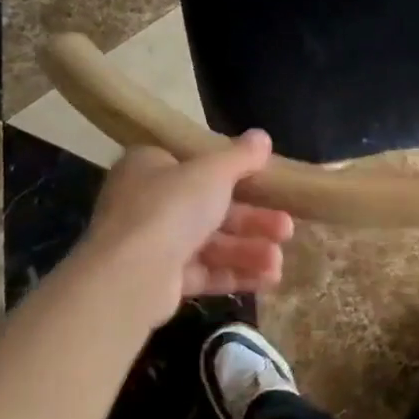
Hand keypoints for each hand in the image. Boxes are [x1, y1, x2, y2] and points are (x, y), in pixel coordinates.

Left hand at [67, 130, 293, 328]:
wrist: (130, 275)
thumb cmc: (171, 206)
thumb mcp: (213, 170)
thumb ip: (241, 156)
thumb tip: (262, 136)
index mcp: (150, 166)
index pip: (196, 165)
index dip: (233, 174)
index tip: (266, 183)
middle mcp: (147, 202)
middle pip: (210, 207)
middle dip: (253, 221)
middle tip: (287, 228)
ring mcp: (152, 243)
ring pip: (210, 243)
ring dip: (248, 251)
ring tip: (278, 263)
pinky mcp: (159, 281)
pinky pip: (203, 273)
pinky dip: (234, 274)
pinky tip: (267, 280)